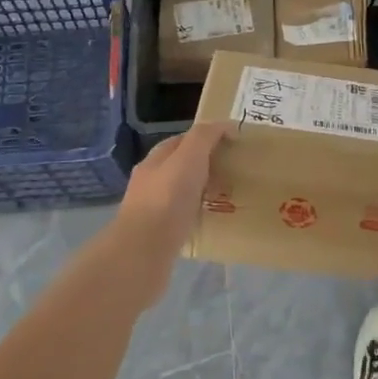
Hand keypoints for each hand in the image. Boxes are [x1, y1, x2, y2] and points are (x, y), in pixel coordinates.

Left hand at [109, 124, 225, 302]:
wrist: (143, 252)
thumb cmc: (167, 198)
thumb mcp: (189, 157)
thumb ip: (205, 137)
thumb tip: (224, 125)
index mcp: (156, 160)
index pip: (182, 140)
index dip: (206, 137)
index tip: (232, 143)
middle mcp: (150, 182)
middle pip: (181, 167)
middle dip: (206, 166)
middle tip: (235, 171)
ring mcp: (152, 210)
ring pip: (182, 194)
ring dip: (203, 192)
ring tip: (228, 196)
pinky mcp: (158, 236)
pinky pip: (183, 218)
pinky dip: (198, 215)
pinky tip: (212, 221)